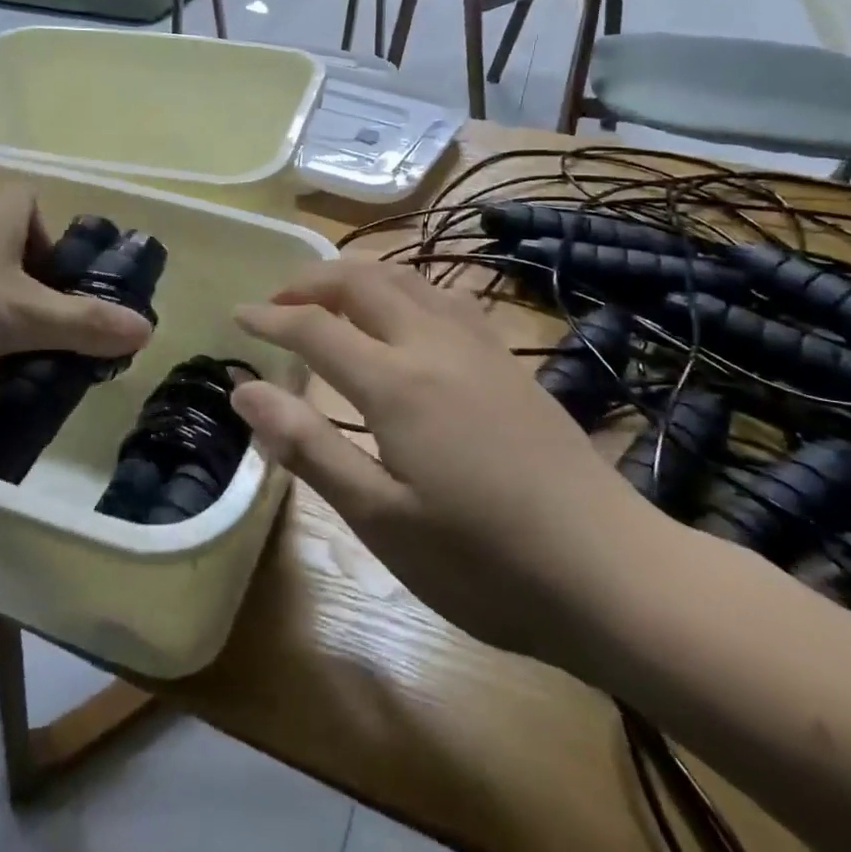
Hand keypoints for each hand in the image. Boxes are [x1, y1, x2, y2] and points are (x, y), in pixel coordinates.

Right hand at [232, 261, 668, 672]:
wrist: (614, 575)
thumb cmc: (484, 562)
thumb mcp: (381, 520)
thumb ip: (308, 446)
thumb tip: (243, 391)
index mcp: (397, 382)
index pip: (315, 328)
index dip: (270, 317)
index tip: (236, 316)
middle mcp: (434, 344)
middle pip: (362, 282)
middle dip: (311, 280)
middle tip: (277, 301)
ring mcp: (480, 347)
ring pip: (408, 279)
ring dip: (359, 276)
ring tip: (330, 298)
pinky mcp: (510, 361)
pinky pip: (445, 296)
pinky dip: (406, 288)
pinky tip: (406, 314)